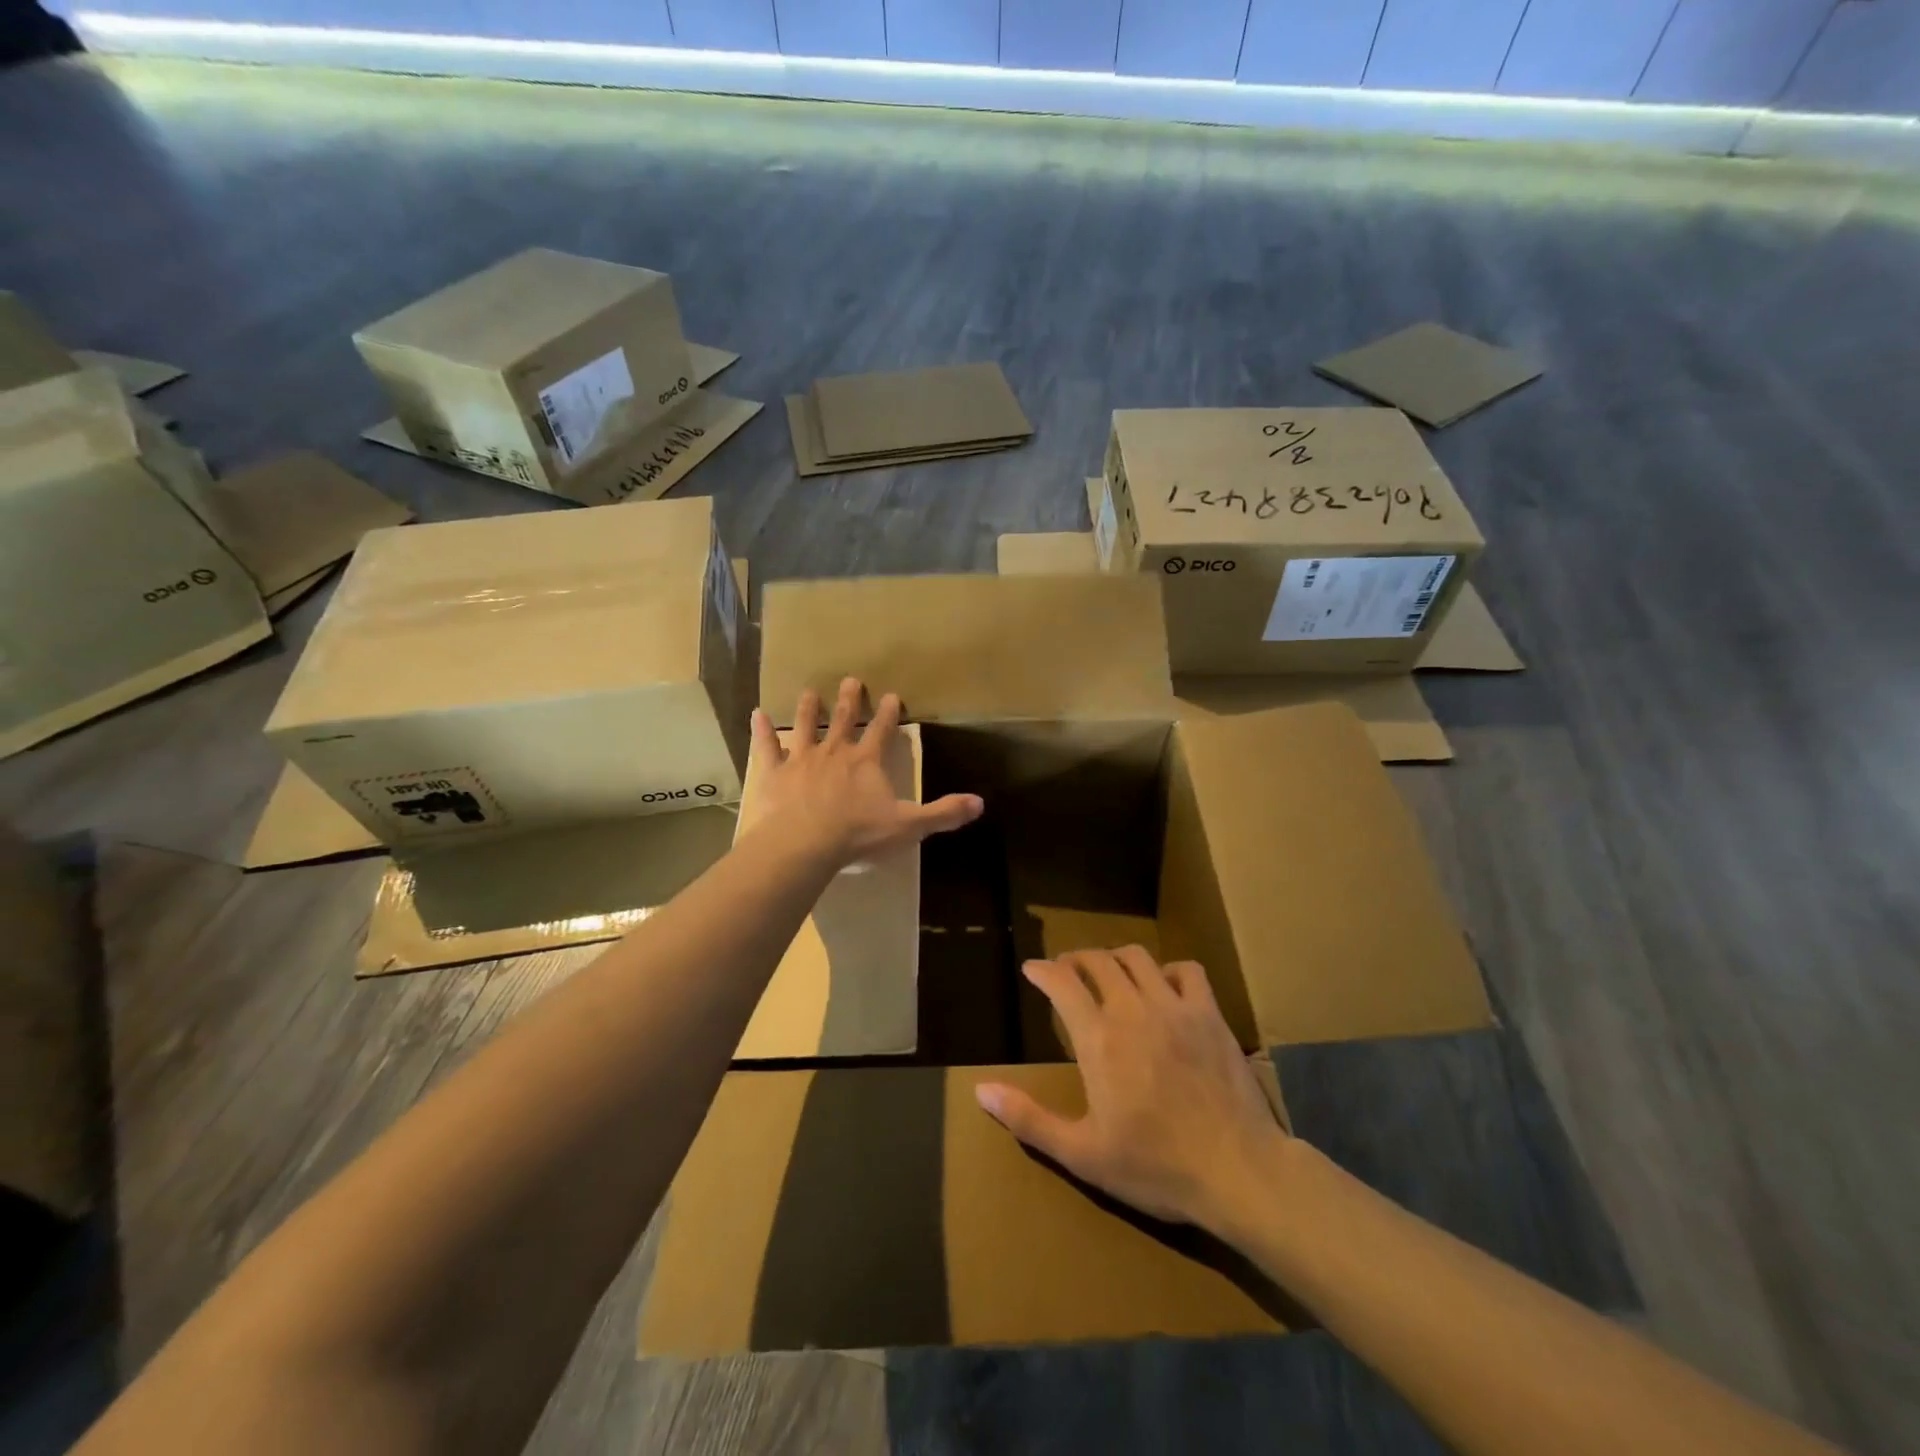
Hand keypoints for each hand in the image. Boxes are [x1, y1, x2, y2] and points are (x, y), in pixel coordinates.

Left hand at [748, 677, 982, 868]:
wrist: (804, 844)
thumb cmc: (858, 834)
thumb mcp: (909, 826)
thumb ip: (943, 814)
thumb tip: (980, 803)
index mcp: (866, 762)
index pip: (881, 731)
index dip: (888, 713)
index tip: (891, 694)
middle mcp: (834, 752)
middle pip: (843, 720)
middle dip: (849, 700)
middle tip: (851, 679)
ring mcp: (801, 760)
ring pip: (805, 727)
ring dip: (808, 709)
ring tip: (809, 691)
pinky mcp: (773, 773)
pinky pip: (766, 747)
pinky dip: (761, 731)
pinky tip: (756, 714)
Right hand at [976, 947, 1288, 1233]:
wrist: (1238, 1172)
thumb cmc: (1155, 1167)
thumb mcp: (1083, 1154)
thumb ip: (1029, 1119)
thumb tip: (980, 1091)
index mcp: (1099, 1038)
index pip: (1062, 983)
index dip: (1042, 971)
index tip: (1031, 970)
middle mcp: (1132, 1009)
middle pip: (1097, 961)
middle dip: (1075, 959)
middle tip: (1066, 971)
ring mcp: (1175, 1007)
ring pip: (1137, 957)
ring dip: (1115, 958)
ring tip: (1108, 973)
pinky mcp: (1210, 1014)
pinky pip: (1187, 970)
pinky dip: (1169, 970)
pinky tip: (1163, 987)